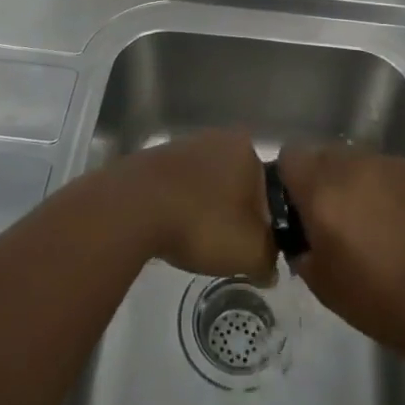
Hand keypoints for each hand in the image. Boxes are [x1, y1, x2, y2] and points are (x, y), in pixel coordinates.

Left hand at [115, 128, 275, 281]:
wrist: (133, 207)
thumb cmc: (203, 222)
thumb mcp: (250, 252)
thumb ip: (269, 259)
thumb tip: (269, 266)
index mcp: (248, 148)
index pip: (271, 187)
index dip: (267, 220)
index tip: (257, 245)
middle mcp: (218, 137)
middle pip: (238, 183)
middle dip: (236, 212)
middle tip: (229, 246)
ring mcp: (183, 145)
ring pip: (207, 184)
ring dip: (206, 209)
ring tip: (198, 242)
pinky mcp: (154, 159)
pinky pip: (178, 187)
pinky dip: (180, 207)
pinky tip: (173, 230)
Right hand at [276, 143, 404, 355]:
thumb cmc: (379, 300)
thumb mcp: (321, 283)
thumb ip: (300, 246)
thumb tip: (301, 232)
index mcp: (322, 190)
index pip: (290, 157)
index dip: (290, 180)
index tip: (299, 208)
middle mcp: (353, 166)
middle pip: (324, 155)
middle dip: (323, 181)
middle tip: (336, 219)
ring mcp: (390, 164)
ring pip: (358, 161)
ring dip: (356, 183)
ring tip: (374, 222)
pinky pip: (389, 170)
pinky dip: (387, 188)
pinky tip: (403, 222)